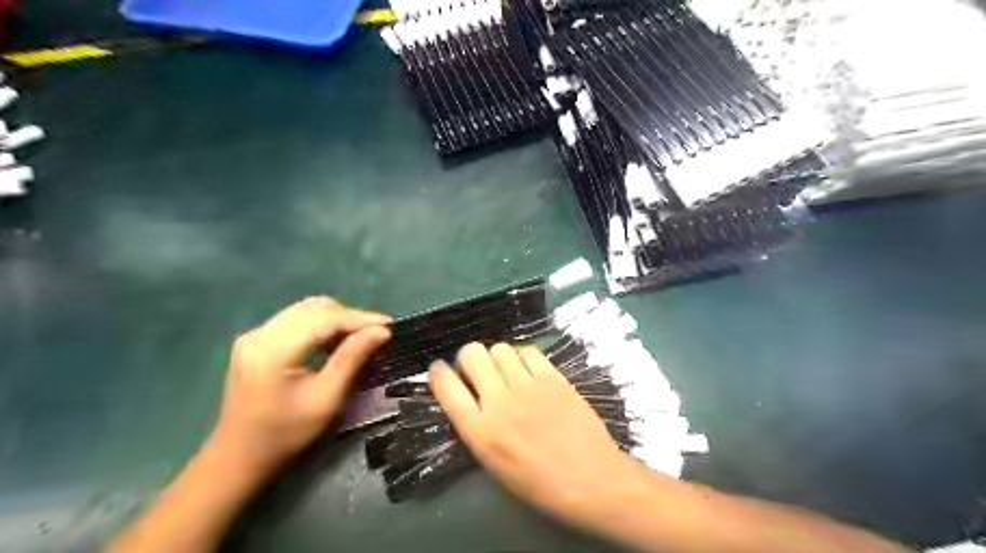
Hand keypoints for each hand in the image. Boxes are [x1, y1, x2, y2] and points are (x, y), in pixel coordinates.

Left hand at [209, 297, 389, 482]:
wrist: (238, 457)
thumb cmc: (286, 434)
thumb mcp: (326, 399)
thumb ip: (352, 358)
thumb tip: (381, 331)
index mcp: (273, 350)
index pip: (324, 318)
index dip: (359, 318)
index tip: (389, 325)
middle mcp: (260, 334)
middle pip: (314, 308)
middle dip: (349, 316)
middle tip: (375, 334)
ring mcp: (255, 335)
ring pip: (306, 310)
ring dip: (336, 319)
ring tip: (358, 337)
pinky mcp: (255, 341)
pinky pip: (295, 319)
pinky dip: (320, 325)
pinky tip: (332, 342)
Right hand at [428, 344, 643, 523]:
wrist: (591, 481)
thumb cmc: (540, 484)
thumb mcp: (494, 464)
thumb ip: (476, 427)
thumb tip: (468, 398)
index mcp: (480, 432)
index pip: (446, 387)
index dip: (438, 373)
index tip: (440, 370)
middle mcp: (499, 402)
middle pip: (471, 354)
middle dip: (469, 358)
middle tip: (479, 370)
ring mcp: (528, 386)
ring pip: (499, 348)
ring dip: (497, 357)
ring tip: (506, 371)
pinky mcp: (554, 378)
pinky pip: (528, 351)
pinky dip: (522, 356)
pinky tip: (528, 370)